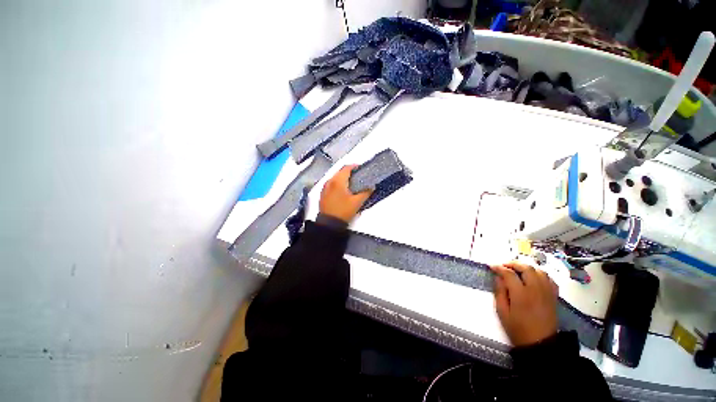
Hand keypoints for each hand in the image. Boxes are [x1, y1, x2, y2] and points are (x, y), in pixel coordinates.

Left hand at [319, 165, 371, 222]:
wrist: (329, 223)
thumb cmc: (343, 211)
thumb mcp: (357, 202)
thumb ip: (366, 192)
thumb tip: (372, 186)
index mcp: (338, 181)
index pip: (346, 168)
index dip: (354, 166)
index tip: (361, 168)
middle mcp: (330, 181)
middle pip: (340, 171)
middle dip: (349, 172)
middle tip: (358, 175)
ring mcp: (325, 187)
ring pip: (335, 177)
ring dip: (343, 177)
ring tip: (351, 182)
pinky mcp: (323, 193)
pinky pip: (331, 183)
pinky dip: (337, 183)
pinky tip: (343, 189)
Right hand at [491, 262, 557, 346]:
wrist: (541, 344)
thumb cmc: (518, 329)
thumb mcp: (502, 312)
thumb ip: (499, 292)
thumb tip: (498, 278)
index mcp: (521, 294)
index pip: (509, 274)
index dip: (499, 268)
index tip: (491, 266)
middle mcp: (535, 289)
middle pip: (526, 268)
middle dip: (513, 264)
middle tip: (504, 266)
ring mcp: (546, 292)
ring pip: (539, 271)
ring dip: (527, 267)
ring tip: (518, 270)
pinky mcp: (553, 296)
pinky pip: (549, 279)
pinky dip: (540, 274)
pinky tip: (533, 278)